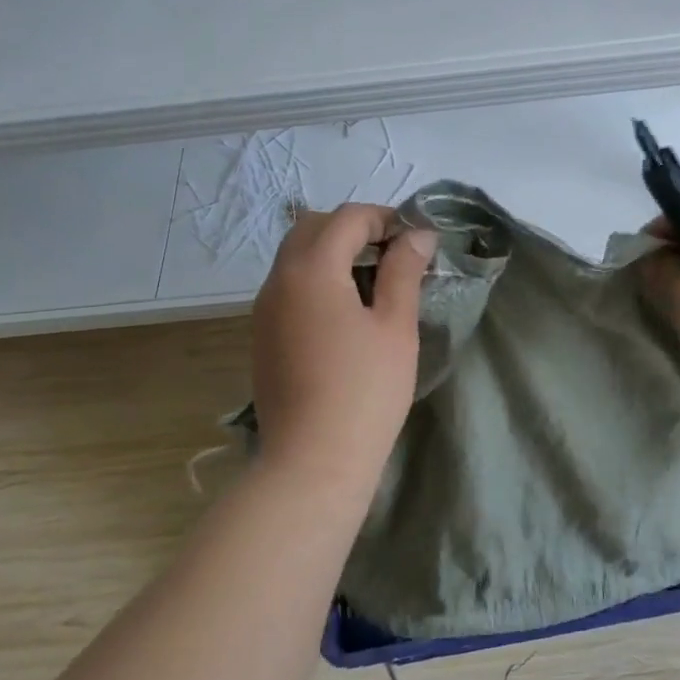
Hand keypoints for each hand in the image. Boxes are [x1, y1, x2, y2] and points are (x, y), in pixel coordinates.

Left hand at [250, 203, 434, 487]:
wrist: (312, 462)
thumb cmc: (364, 391)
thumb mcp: (394, 326)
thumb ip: (403, 271)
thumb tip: (417, 234)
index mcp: (311, 269)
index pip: (347, 218)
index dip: (384, 218)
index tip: (415, 240)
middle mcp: (278, 279)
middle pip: (312, 227)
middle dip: (353, 228)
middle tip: (392, 254)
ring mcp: (264, 308)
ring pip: (295, 255)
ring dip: (332, 252)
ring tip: (372, 281)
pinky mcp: (263, 335)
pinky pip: (288, 285)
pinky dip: (316, 277)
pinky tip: (345, 311)